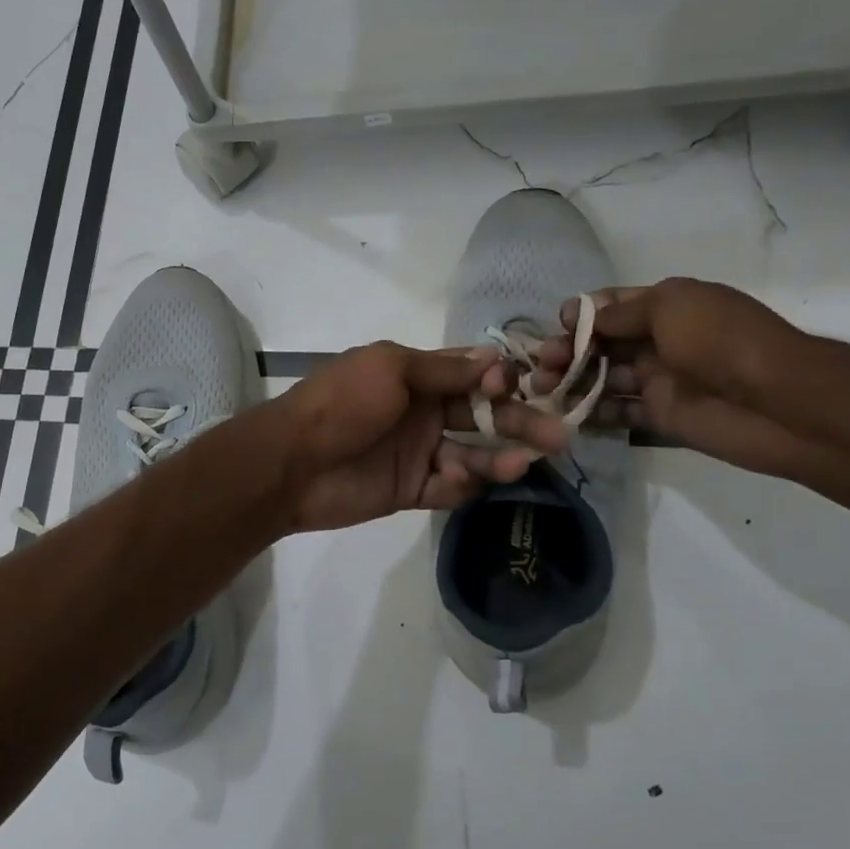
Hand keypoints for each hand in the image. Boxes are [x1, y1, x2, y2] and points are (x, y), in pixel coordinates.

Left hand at [269, 342, 569, 532]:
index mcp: (415, 375)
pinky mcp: (410, 489)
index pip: (472, 375)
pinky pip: (448, 488)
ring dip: (498, 458)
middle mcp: (422, 411)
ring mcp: (417, 452)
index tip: (530, 386)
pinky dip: (463, 485)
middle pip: (482, 415)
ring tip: (520, 464)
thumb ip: (444, 369)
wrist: (292, 463)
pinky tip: (464, 481)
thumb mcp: (390, 368)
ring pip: (472, 454)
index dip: (503, 381)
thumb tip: (496, 359)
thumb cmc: (342, 403)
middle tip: (557, 436)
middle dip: (518, 422)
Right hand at [535, 278, 815, 476]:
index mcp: (666, 307)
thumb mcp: (670, 307)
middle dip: (568, 351)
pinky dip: (592, 414)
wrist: (777, 402)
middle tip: (542, 366)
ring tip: (542, 392)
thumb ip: (620, 313)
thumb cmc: (721, 341)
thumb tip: (579, 315)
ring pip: (604, 378)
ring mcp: (659, 379)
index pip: (612, 306)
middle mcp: (660, 340)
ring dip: (572, 382)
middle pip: (602, 343)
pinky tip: (566, 415)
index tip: (557, 327)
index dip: (581, 315)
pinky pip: (618, 412)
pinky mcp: (660, 415)